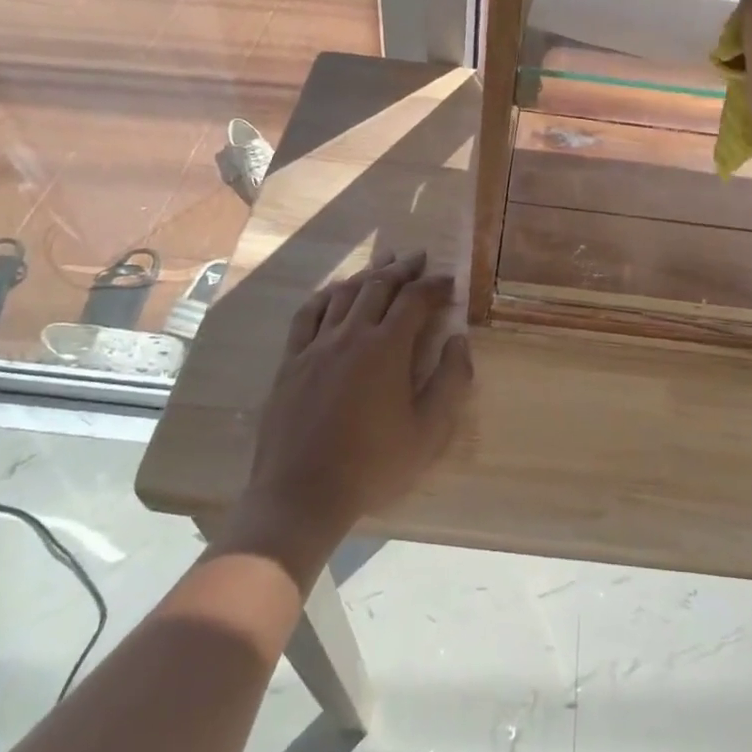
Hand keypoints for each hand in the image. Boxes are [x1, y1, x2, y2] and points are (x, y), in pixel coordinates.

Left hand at [231, 250, 472, 573]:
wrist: (301, 494)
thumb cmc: (373, 466)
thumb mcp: (428, 432)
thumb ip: (451, 381)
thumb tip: (459, 340)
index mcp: (386, 348)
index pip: (415, 300)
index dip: (434, 285)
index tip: (449, 280)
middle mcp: (351, 334)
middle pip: (379, 286)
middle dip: (403, 268)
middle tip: (419, 257)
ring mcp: (316, 345)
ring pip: (345, 293)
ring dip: (368, 273)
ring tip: (384, 261)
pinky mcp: (291, 360)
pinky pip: (308, 313)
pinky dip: (327, 294)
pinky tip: (336, 290)